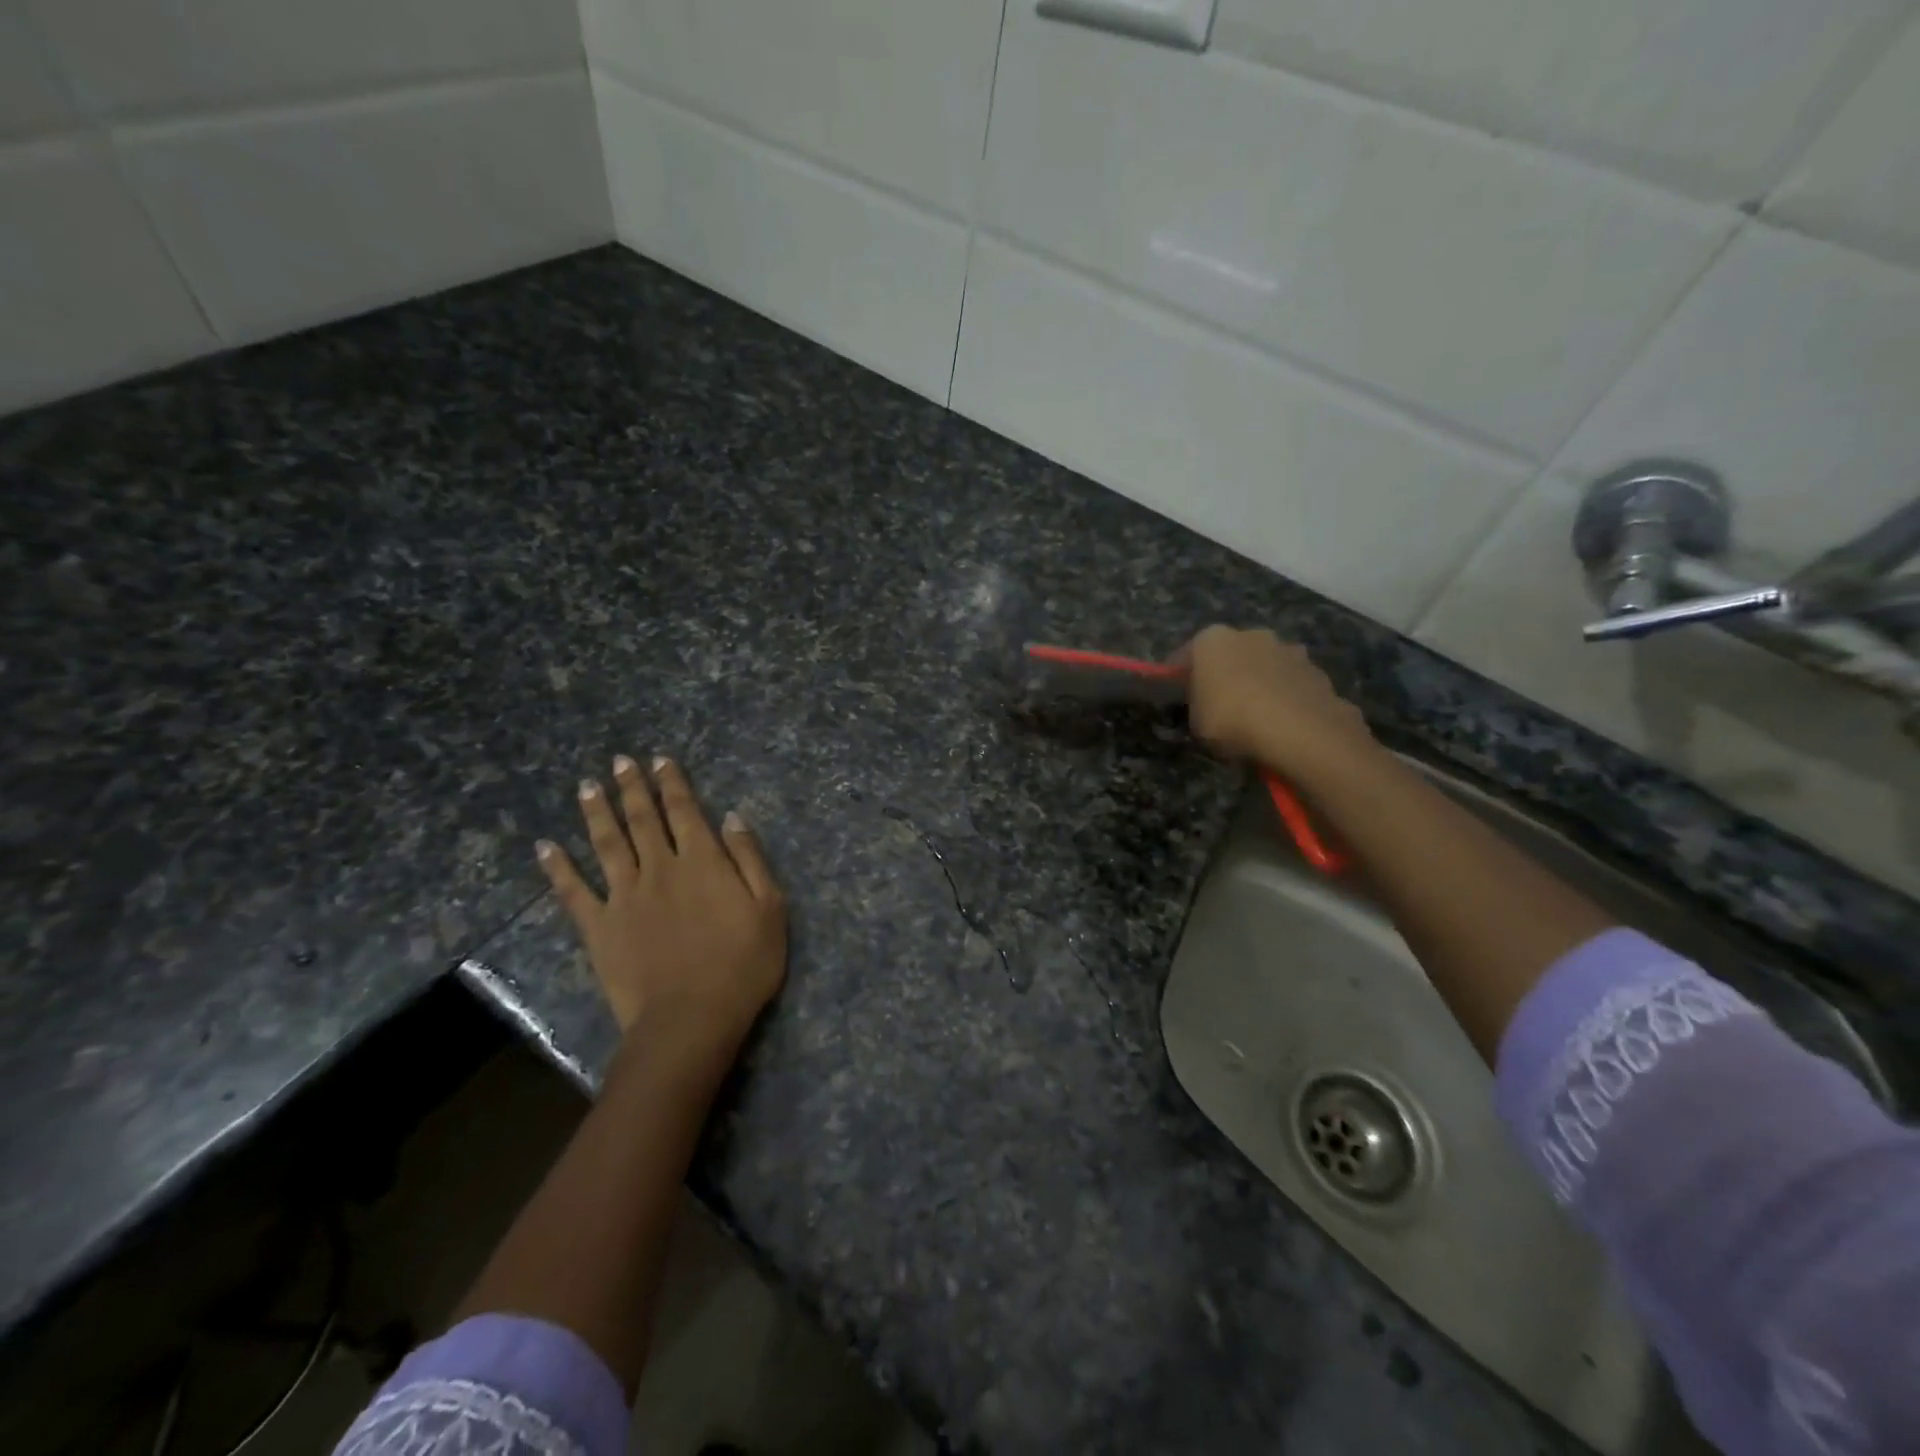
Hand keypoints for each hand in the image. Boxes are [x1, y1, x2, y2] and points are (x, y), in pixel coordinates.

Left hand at [537, 756, 786, 1072]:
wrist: (691, 1018)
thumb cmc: (742, 964)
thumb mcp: (770, 908)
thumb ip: (749, 859)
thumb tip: (732, 817)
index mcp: (702, 861)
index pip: (685, 811)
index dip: (672, 783)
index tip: (660, 760)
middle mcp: (660, 868)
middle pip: (643, 819)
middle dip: (633, 788)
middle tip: (620, 762)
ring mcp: (624, 897)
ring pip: (607, 844)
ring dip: (597, 813)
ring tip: (588, 787)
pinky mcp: (599, 927)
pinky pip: (573, 892)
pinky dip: (558, 868)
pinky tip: (545, 847)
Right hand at [1181, 626, 1373, 778]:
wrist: (1298, 729)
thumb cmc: (1231, 719)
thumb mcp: (1196, 721)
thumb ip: (1197, 705)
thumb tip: (1204, 704)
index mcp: (1212, 640)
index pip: (1185, 655)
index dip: (1178, 676)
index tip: (1175, 693)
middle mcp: (1250, 634)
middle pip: (1229, 653)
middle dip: (1223, 672)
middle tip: (1217, 702)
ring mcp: (1287, 649)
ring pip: (1263, 665)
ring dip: (1257, 682)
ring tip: (1254, 714)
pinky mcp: (1315, 670)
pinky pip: (1289, 682)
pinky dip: (1283, 695)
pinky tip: (1281, 720)